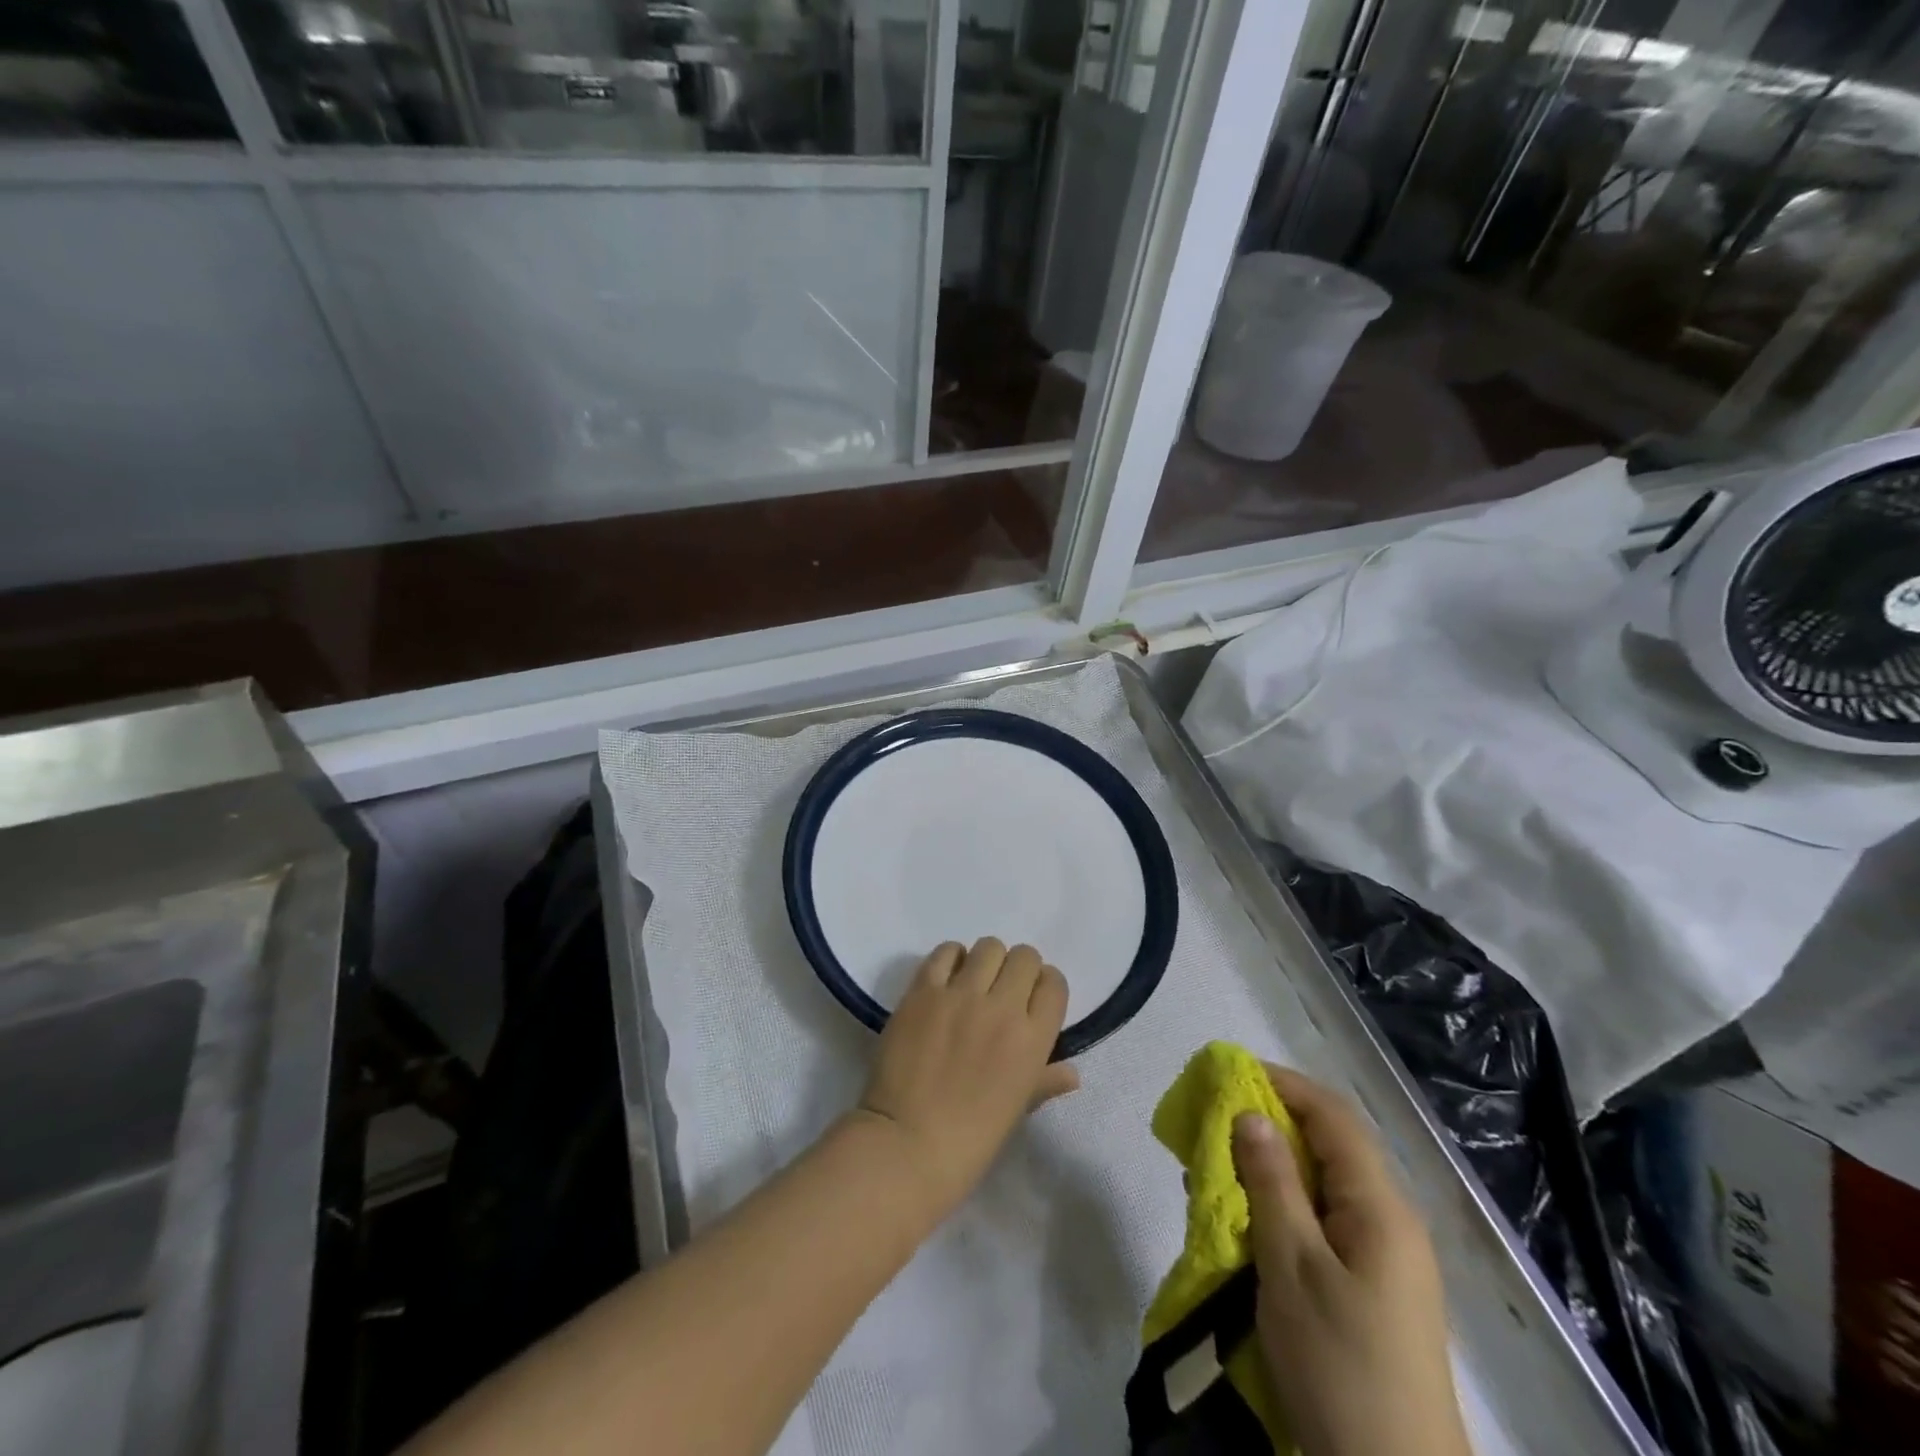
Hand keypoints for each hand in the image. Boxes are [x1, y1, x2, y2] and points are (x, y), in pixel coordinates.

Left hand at [853, 939, 1079, 1213]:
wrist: (907, 1144)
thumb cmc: (970, 1139)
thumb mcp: (1017, 1110)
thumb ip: (1045, 1081)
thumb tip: (1072, 1073)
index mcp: (1033, 1040)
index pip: (1054, 984)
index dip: (1044, 987)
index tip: (1032, 999)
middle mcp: (1003, 1007)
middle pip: (1024, 957)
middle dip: (1018, 969)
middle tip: (1002, 989)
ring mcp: (961, 994)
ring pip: (988, 947)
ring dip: (986, 961)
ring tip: (973, 982)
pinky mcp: (924, 990)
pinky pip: (946, 952)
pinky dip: (951, 958)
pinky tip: (946, 979)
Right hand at [1233, 1067, 1470, 1455]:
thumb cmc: (1339, 1363)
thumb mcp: (1292, 1266)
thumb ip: (1271, 1182)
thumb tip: (1249, 1111)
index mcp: (1380, 1206)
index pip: (1331, 1115)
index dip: (1281, 1083)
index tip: (1226, 1074)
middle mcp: (1389, 1219)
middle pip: (1329, 1144)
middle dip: (1269, 1123)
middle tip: (1212, 1125)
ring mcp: (1385, 1255)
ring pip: (1322, 1183)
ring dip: (1271, 1165)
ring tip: (1218, 1171)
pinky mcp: (1372, 1285)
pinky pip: (1324, 1219)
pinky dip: (1283, 1203)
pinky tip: (1247, 1219)